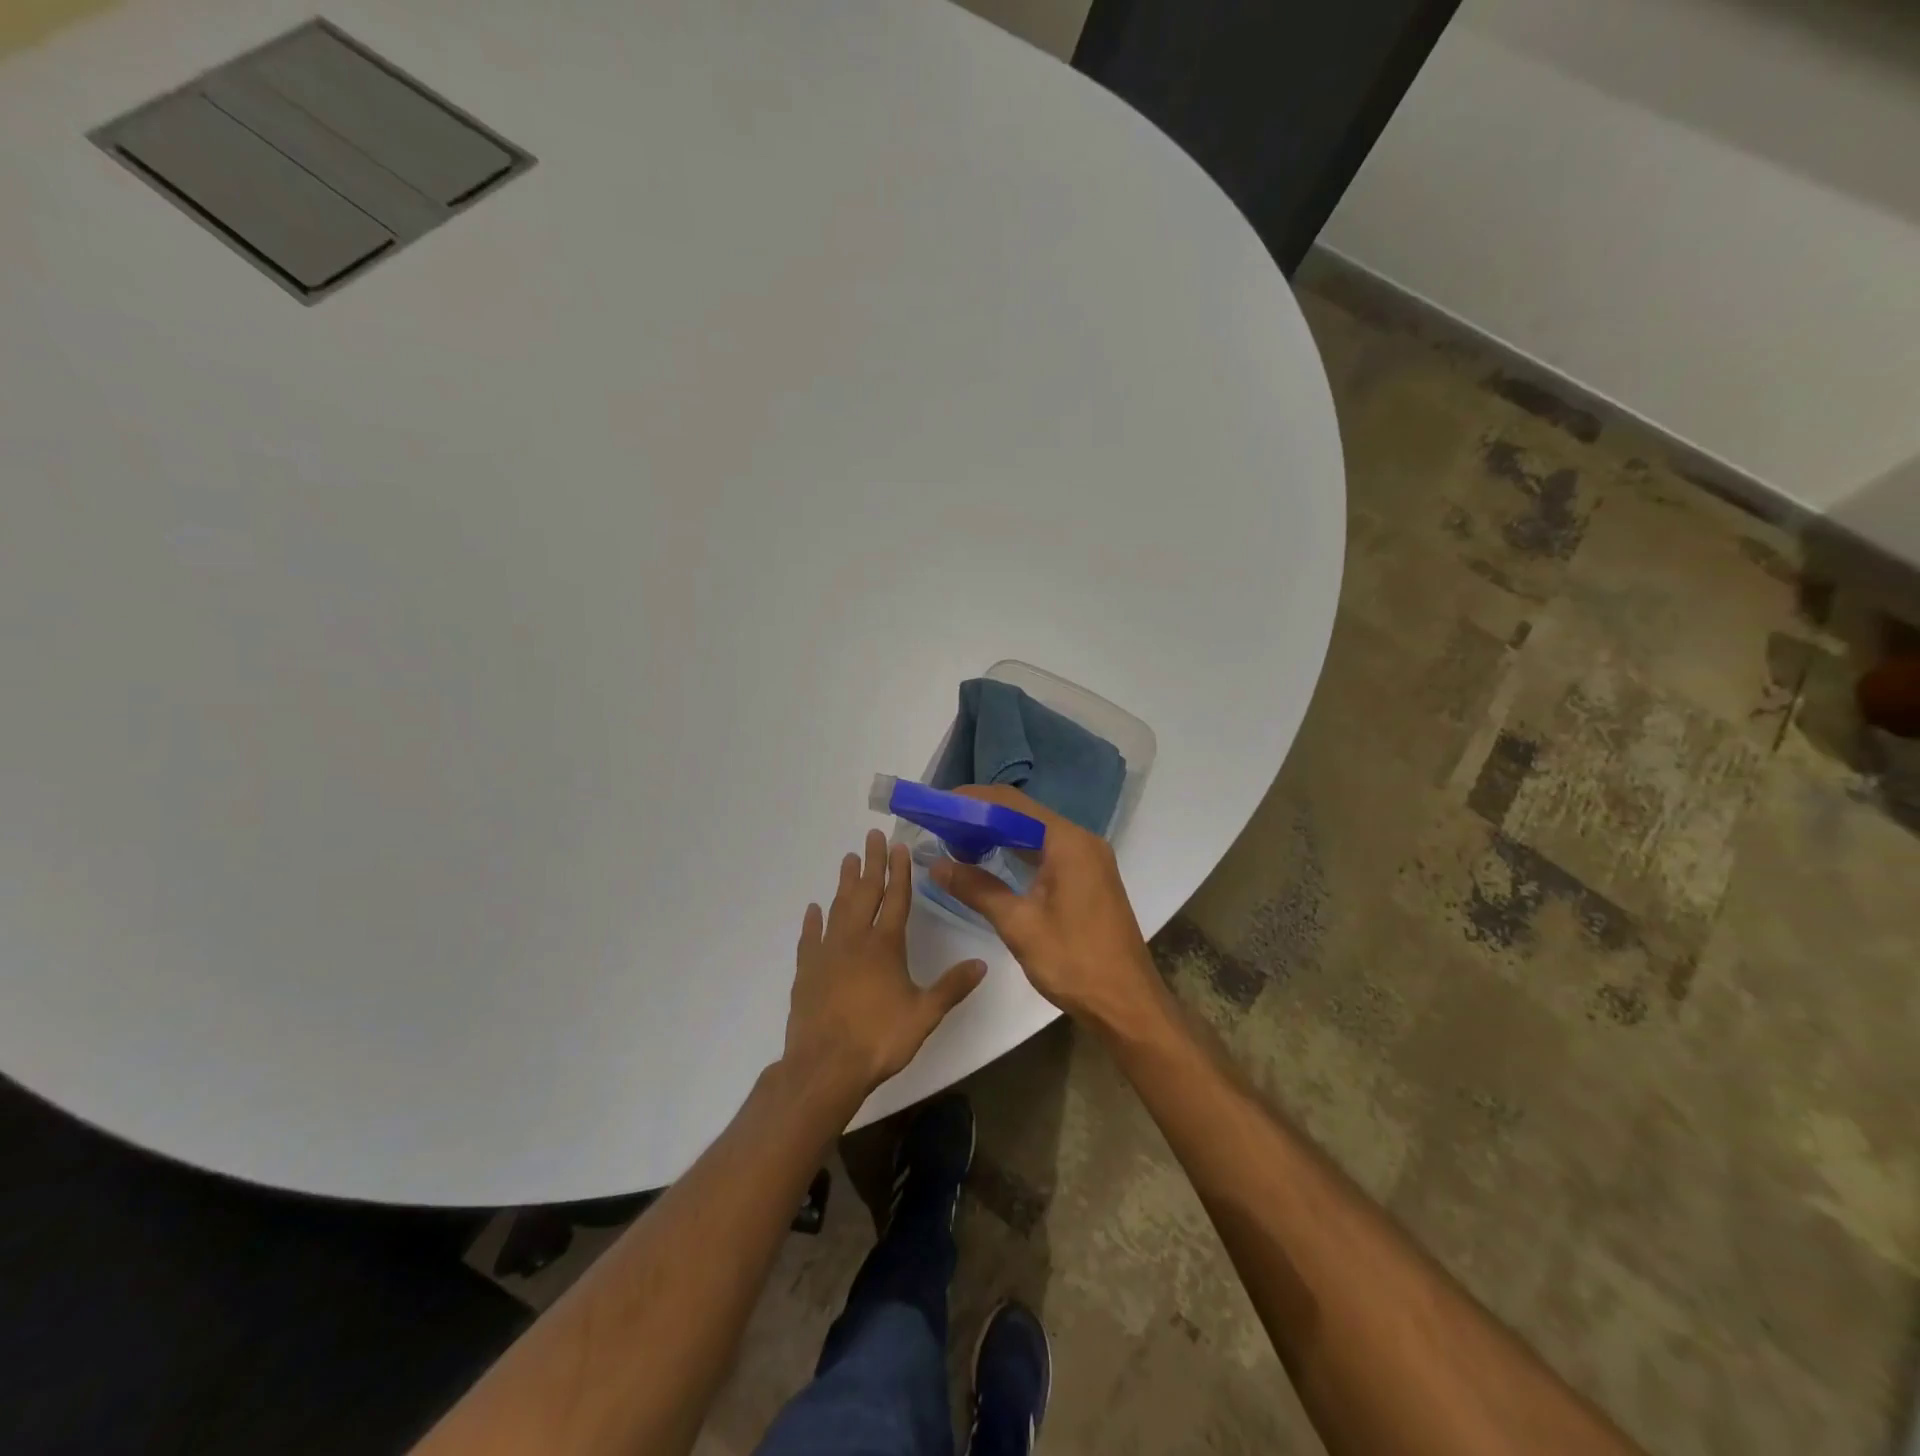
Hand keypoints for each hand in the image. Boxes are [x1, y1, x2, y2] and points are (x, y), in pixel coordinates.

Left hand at [784, 829, 986, 1103]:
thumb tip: (982, 963)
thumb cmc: (879, 1039)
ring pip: (837, 907)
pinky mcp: (806, 970)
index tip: (898, 846)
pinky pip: (810, 937)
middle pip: (864, 892)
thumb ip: (952, 987)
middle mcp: (855, 940)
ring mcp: (827, 952)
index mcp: (886, 945)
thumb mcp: (924, 1015)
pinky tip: (814, 908)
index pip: (896, 899)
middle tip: (870, 836)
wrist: (825, 1067)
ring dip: (844, 882)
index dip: (898, 871)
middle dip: (870, 863)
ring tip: (847, 858)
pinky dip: (813, 920)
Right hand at [929, 787, 1166, 1035]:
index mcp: (1067, 842)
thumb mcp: (1018, 924)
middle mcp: (1081, 841)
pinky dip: (1017, 852)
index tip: (938, 807)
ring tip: (957, 842)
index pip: (1012, 804)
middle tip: (941, 826)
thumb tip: (937, 865)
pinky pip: (1047, 851)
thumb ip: (977, 889)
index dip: (973, 801)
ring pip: (1035, 833)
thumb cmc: (1074, 961)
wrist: (1127, 1004)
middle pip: (1024, 815)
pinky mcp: (1088, 878)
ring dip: (998, 834)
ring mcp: (1088, 859)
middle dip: (982, 817)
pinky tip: (991, 862)